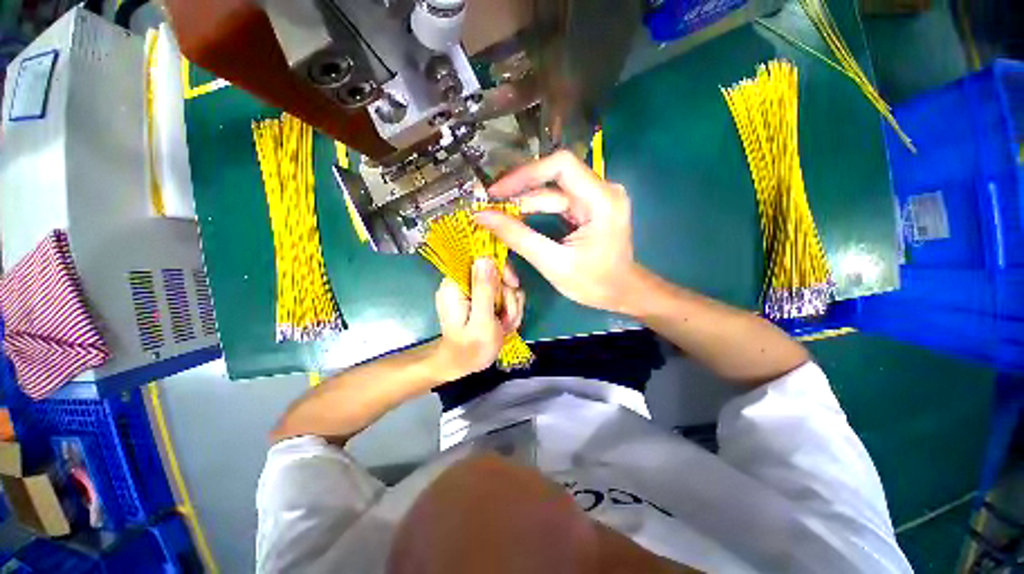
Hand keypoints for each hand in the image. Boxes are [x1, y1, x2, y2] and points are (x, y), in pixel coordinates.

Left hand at [432, 259, 524, 378]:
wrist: (462, 366)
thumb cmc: (470, 349)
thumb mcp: (481, 321)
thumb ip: (484, 290)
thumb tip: (485, 258)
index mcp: (456, 284)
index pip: (482, 259)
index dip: (501, 269)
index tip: (512, 285)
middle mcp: (462, 283)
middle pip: (496, 273)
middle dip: (508, 297)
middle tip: (507, 318)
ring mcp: (471, 292)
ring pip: (502, 286)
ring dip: (510, 307)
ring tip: (504, 326)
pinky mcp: (479, 299)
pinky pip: (501, 296)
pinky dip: (507, 310)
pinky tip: (504, 325)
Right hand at [475, 150, 639, 313]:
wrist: (621, 293)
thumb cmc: (594, 283)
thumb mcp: (553, 263)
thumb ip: (518, 237)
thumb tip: (483, 216)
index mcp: (602, 200)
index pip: (560, 166)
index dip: (525, 174)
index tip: (497, 191)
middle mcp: (602, 190)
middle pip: (554, 176)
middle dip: (520, 189)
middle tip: (489, 202)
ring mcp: (596, 197)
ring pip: (553, 190)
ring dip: (524, 200)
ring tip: (495, 211)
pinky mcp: (589, 207)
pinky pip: (558, 201)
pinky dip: (536, 209)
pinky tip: (515, 216)